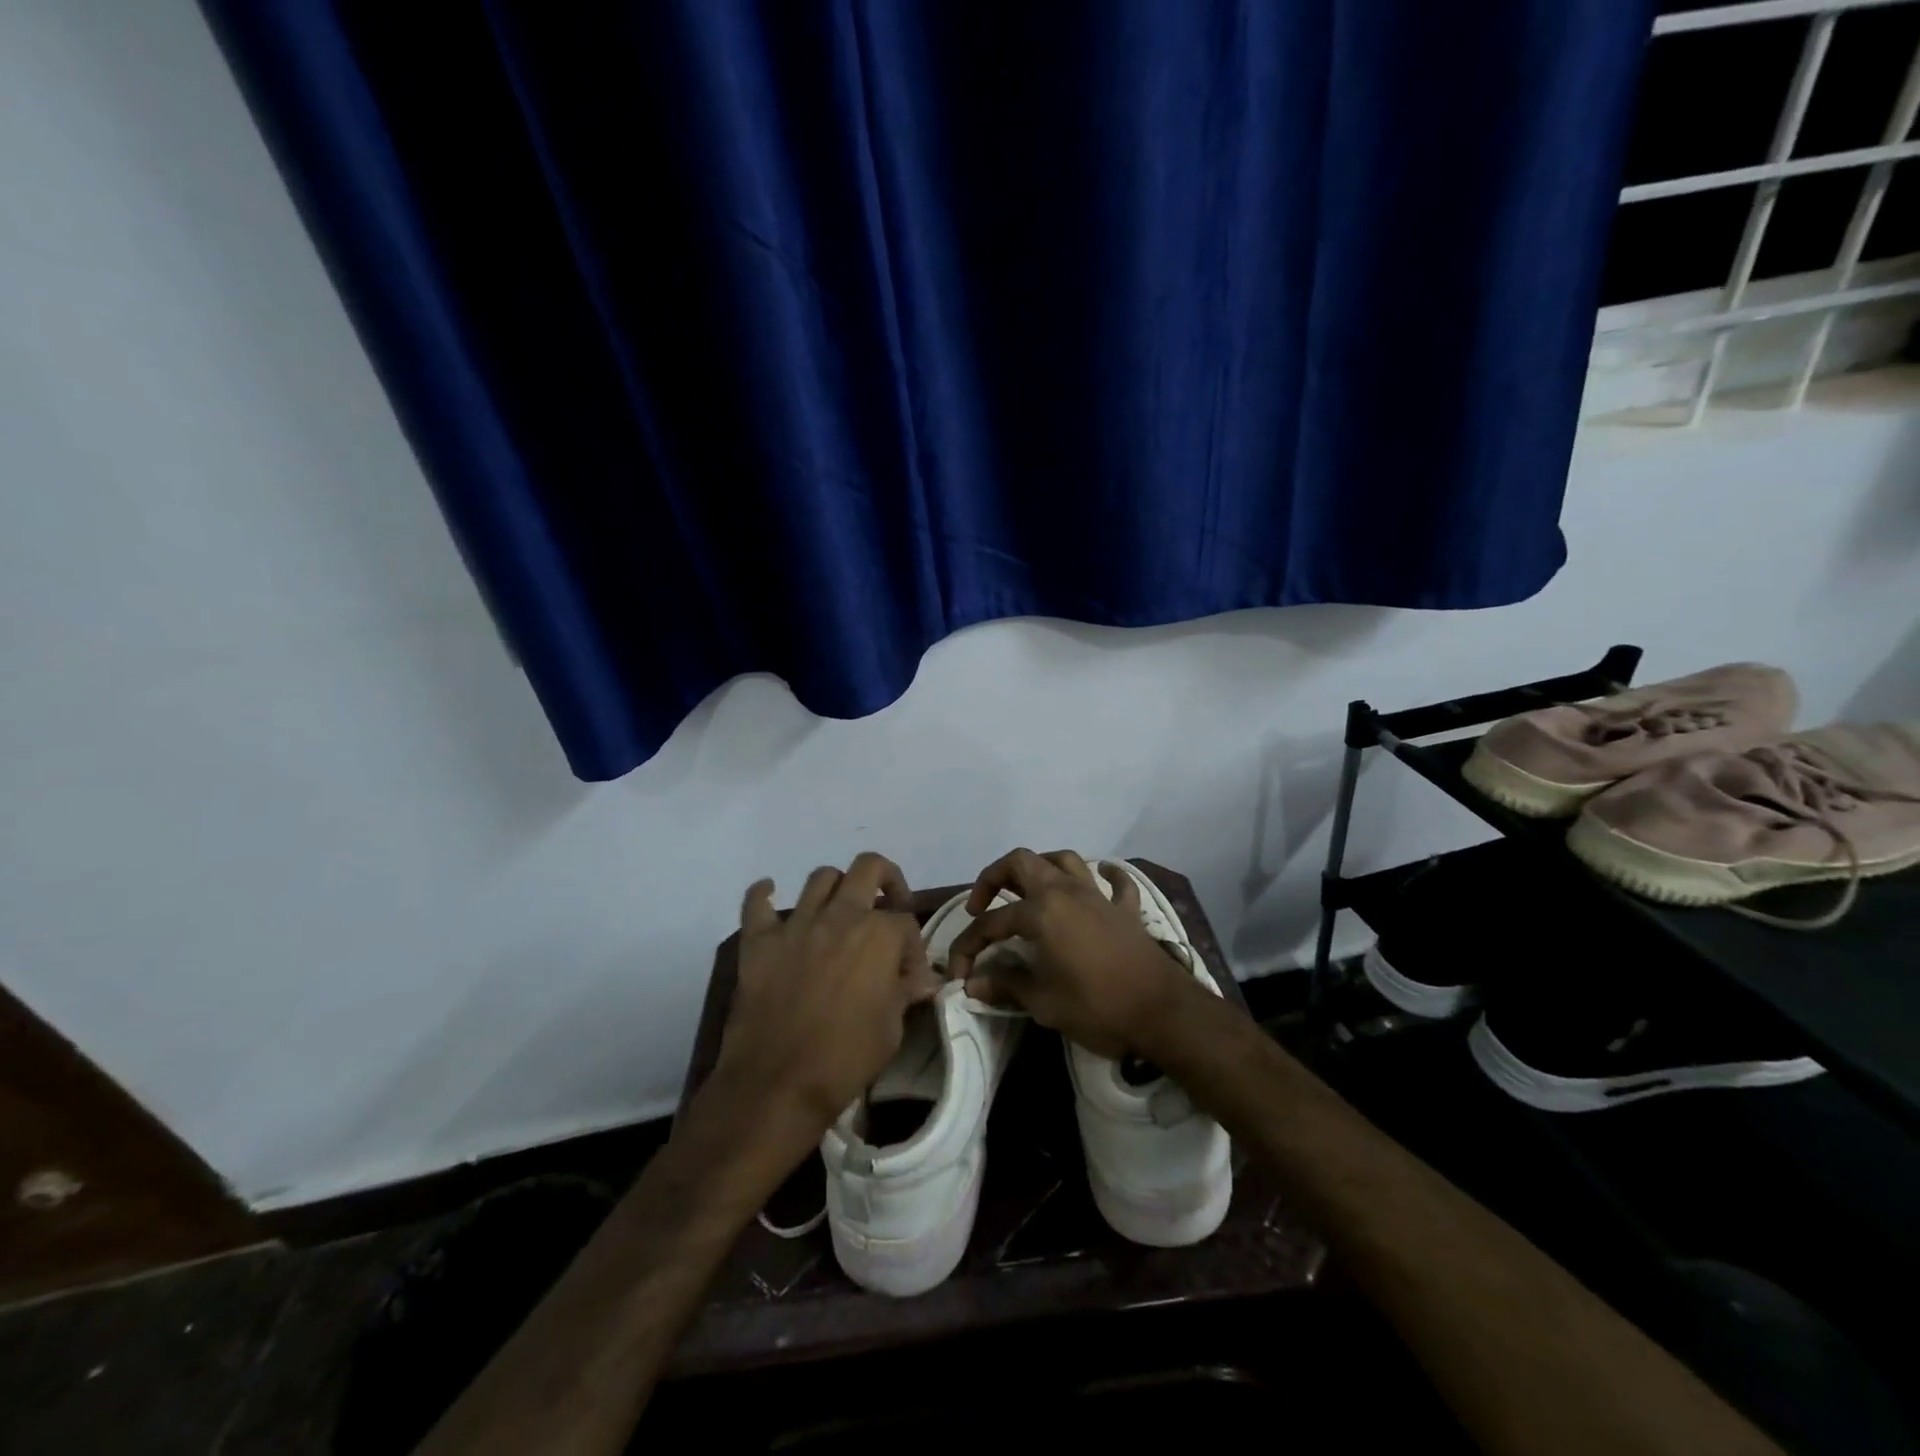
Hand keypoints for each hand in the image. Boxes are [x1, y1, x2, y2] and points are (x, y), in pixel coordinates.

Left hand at [715, 853, 941, 1134]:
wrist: (778, 1085)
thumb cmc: (845, 1059)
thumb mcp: (892, 1029)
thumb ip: (904, 992)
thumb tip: (922, 979)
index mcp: (879, 935)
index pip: (906, 922)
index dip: (912, 948)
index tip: (910, 975)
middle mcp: (840, 916)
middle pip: (869, 868)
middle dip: (885, 880)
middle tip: (886, 906)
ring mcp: (797, 925)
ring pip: (821, 878)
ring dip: (836, 887)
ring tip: (838, 910)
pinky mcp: (759, 941)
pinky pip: (757, 903)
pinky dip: (764, 894)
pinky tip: (771, 895)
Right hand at [945, 849, 1192, 1058]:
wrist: (1162, 1012)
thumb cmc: (1098, 1007)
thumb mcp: (1044, 1003)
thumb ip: (1007, 986)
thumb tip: (973, 983)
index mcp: (1041, 912)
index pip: (992, 923)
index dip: (968, 945)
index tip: (959, 973)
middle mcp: (1065, 892)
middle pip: (1022, 862)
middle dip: (994, 877)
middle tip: (982, 905)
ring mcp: (1098, 896)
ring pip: (1064, 860)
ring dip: (1041, 867)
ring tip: (1028, 890)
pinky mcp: (1125, 909)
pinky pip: (1115, 882)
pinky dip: (1105, 875)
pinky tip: (1099, 878)